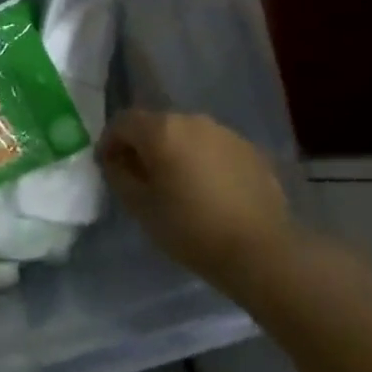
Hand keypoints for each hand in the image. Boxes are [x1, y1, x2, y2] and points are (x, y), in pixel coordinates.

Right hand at [99, 110, 294, 302]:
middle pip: (156, 125)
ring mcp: (224, 132)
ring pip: (187, 134)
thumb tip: (115, 160)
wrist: (262, 251)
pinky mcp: (249, 149)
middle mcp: (192, 120)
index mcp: (162, 130)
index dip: (110, 142)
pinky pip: (213, 147)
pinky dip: (202, 160)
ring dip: (175, 152)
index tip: (108, 166)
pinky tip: (208, 190)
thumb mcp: (142, 209)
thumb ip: (120, 176)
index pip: (123, 122)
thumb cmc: (193, 230)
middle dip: (143, 146)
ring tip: (177, 185)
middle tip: (141, 178)